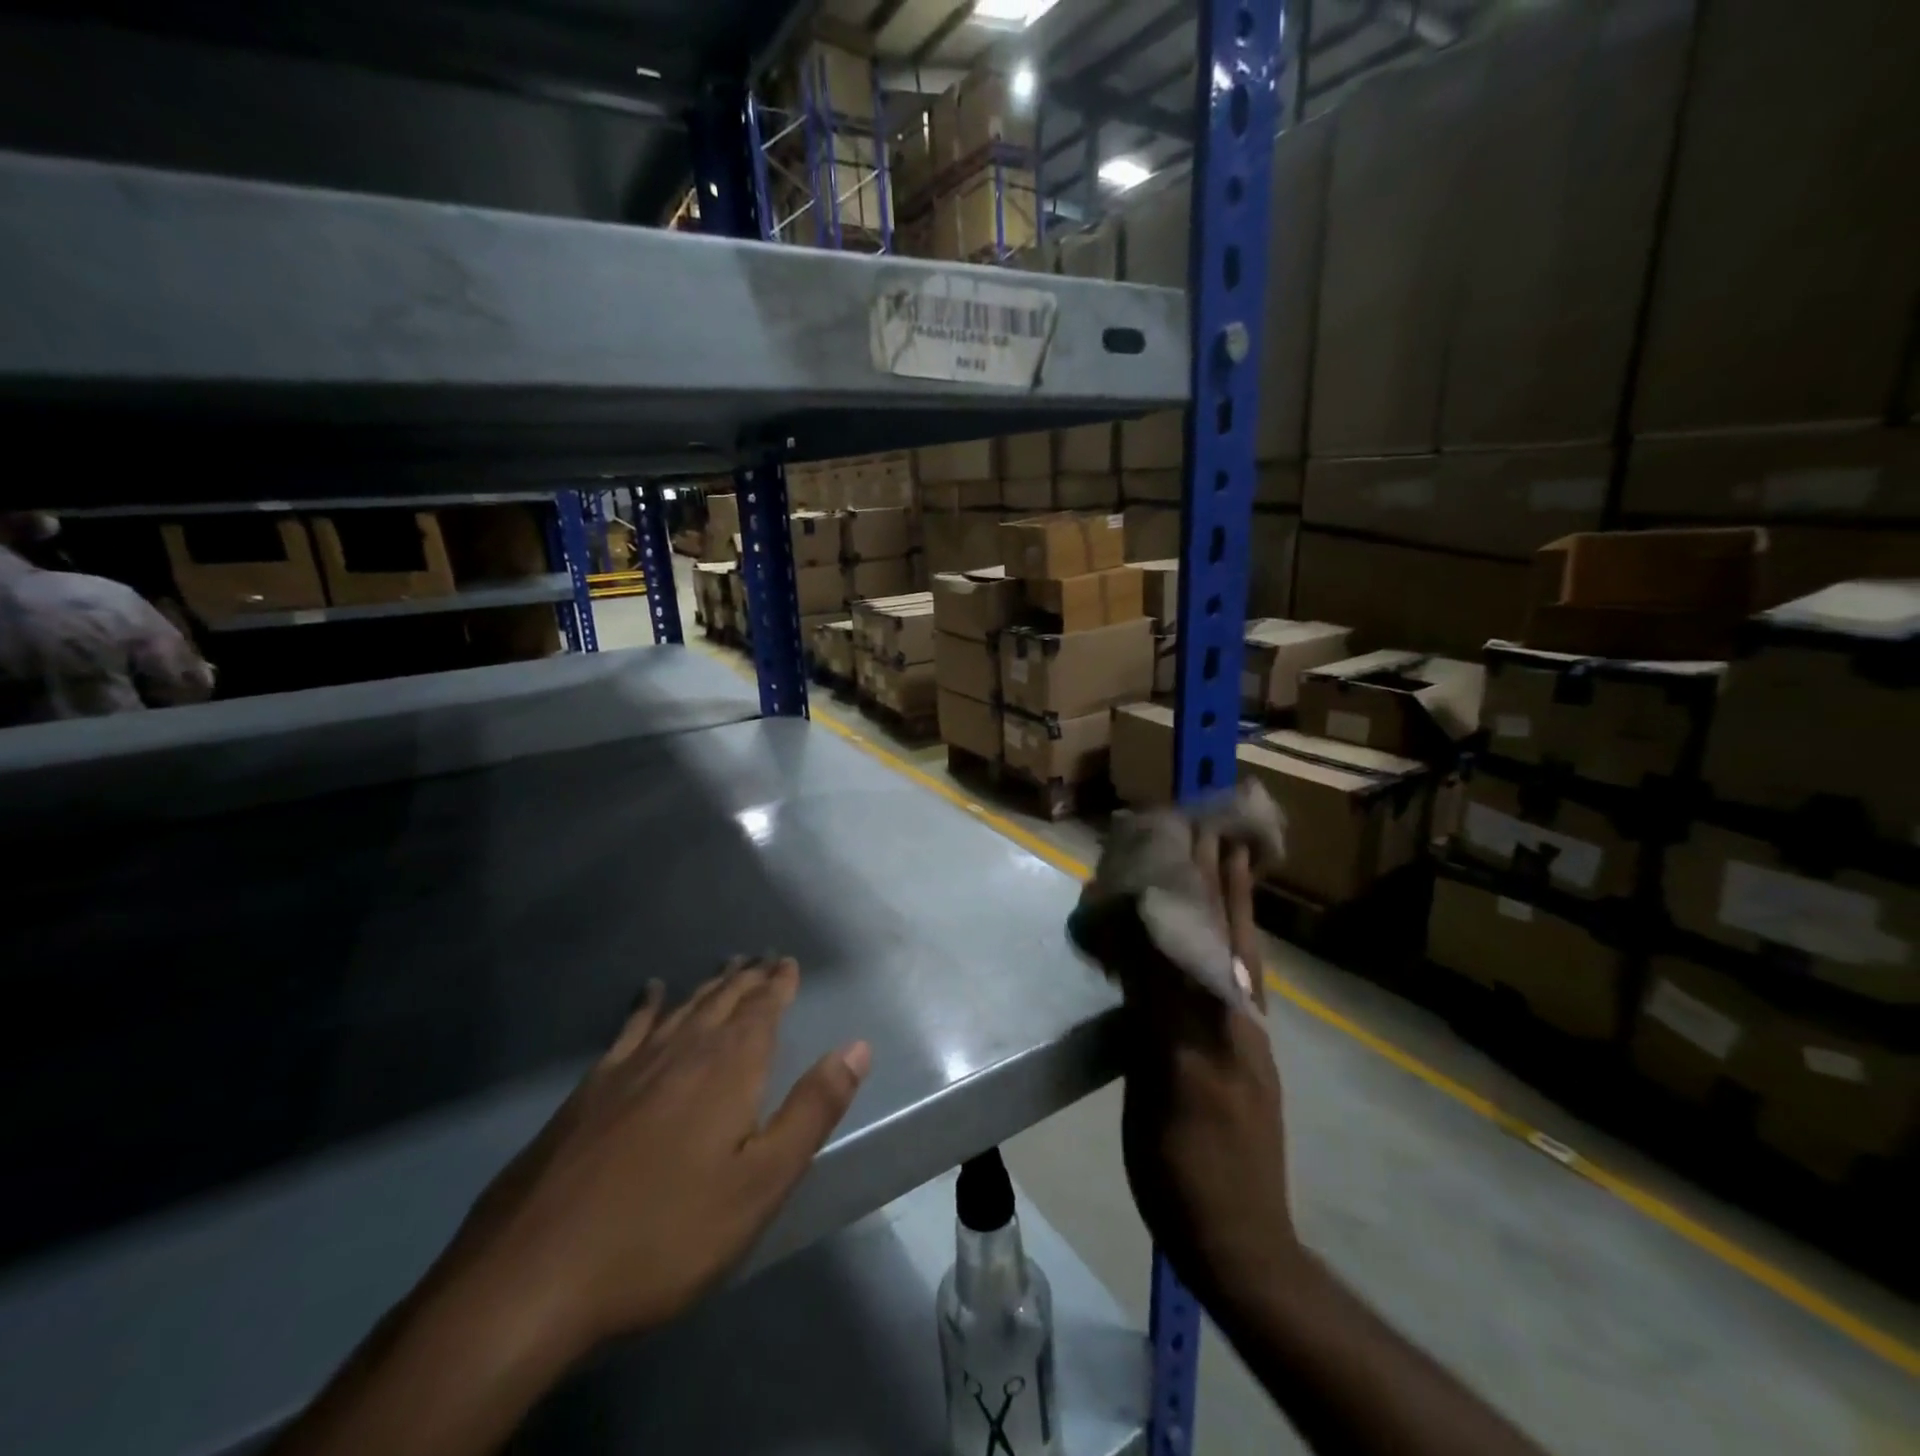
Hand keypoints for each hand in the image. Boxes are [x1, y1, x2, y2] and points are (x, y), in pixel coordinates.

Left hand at [442, 957, 870, 1356]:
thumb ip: (811, 1109)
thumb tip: (857, 1047)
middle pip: (723, 1002)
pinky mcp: (590, 1090)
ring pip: (682, 1010)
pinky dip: (647, 1005)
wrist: (533, 1274)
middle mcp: (683, 1052)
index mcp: (729, 1069)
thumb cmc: (665, 1233)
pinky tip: (650, 992)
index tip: (787, 961)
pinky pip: (630, 1028)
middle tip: (762, 957)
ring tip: (725, 967)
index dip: (778, 984)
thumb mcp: (760, 1182)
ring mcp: (630, 1068)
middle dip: (747, 978)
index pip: (762, 1010)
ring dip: (708, 987)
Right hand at [1117, 832, 1298, 1303]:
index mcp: (1220, 1018)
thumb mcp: (1165, 1083)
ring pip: (1237, 956)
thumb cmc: (1188, 1165)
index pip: (1208, 933)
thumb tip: (1146, 939)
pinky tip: (1219, 943)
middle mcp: (1238, 1016)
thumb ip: (1158, 1006)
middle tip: (1219, 831)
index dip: (1202, 883)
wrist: (1237, 1241)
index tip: (1196, 832)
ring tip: (1230, 865)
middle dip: (1223, 881)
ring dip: (1232, 906)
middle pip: (1231, 934)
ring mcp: (1242, 1039)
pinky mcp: (1238, 1060)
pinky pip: (1232, 983)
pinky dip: (1227, 947)